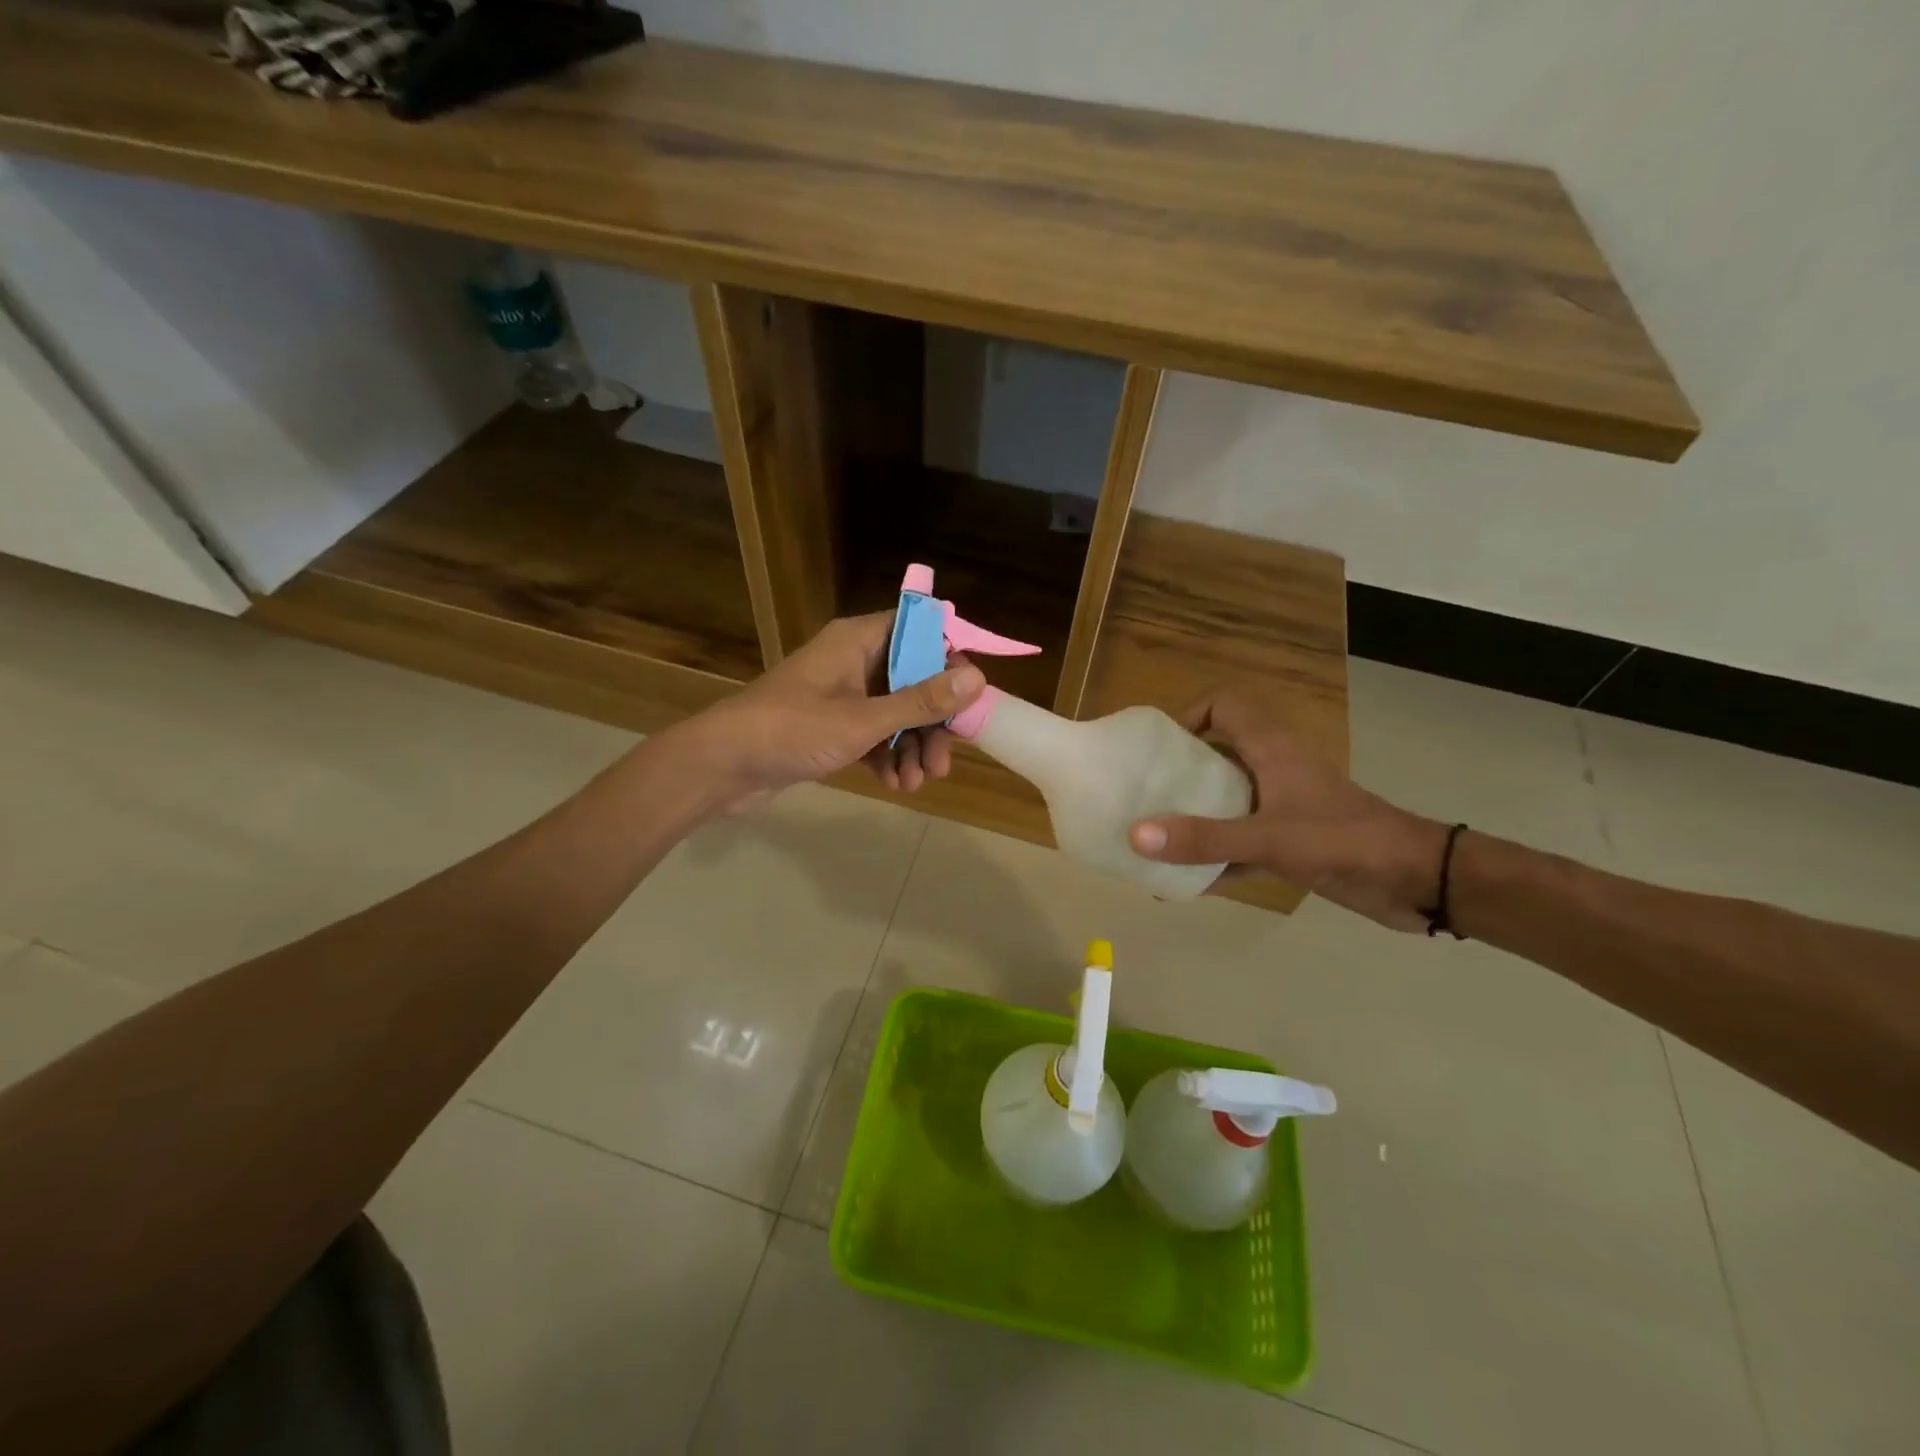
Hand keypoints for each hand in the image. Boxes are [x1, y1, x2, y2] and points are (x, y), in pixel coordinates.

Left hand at [671, 612, 984, 809]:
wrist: (723, 766)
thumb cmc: (793, 731)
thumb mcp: (864, 720)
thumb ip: (921, 701)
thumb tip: (977, 678)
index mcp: (859, 641)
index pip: (920, 631)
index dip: (950, 660)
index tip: (971, 699)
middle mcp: (853, 660)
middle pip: (913, 679)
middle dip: (932, 723)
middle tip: (943, 762)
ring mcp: (841, 694)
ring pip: (895, 713)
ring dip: (912, 748)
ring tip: (916, 783)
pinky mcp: (830, 726)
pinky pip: (873, 734)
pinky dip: (887, 756)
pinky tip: (894, 785)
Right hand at [1127, 688, 1447, 930]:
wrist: (1417, 881)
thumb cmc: (1345, 841)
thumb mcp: (1269, 838)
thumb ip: (1204, 839)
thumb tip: (1135, 835)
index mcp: (1272, 749)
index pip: (1225, 704)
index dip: (1190, 714)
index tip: (1160, 750)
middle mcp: (1274, 770)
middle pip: (1218, 753)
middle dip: (1180, 772)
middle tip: (1145, 794)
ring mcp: (1283, 806)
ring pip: (1228, 799)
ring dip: (1195, 816)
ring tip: (1155, 836)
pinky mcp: (1292, 841)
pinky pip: (1241, 841)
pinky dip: (1216, 856)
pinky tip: (1187, 881)